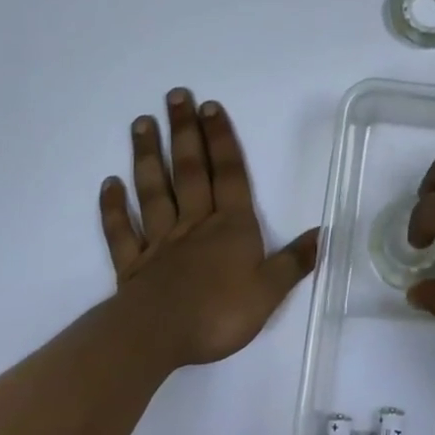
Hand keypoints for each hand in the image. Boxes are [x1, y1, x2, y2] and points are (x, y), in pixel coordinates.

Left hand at [100, 89, 317, 367]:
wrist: (157, 339)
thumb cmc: (219, 313)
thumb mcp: (269, 291)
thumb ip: (295, 261)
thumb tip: (325, 233)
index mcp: (230, 226)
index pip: (228, 174)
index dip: (221, 140)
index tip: (210, 107)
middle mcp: (195, 224)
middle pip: (189, 171)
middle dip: (184, 132)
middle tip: (174, 96)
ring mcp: (160, 243)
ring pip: (154, 191)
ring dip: (147, 156)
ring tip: (141, 124)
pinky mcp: (132, 266)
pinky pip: (122, 232)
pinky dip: (114, 208)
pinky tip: (109, 184)